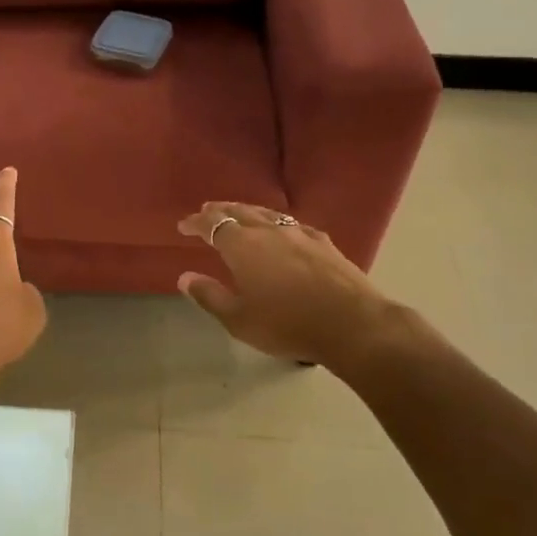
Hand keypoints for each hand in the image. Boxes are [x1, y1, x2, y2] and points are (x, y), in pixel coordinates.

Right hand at [177, 202, 402, 375]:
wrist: (353, 325)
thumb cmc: (288, 324)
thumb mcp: (239, 319)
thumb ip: (209, 296)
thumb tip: (185, 277)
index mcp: (242, 246)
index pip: (212, 224)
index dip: (195, 223)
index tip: (183, 225)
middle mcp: (269, 231)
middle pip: (239, 211)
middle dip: (220, 210)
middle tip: (206, 211)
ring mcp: (299, 233)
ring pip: (266, 213)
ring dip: (247, 211)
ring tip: (238, 214)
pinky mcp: (324, 243)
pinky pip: (291, 223)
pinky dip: (275, 222)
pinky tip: (281, 229)